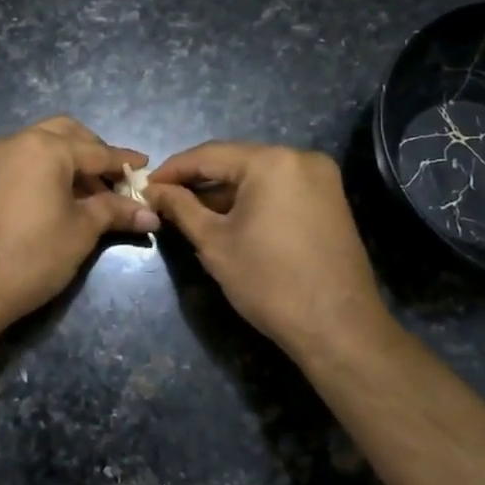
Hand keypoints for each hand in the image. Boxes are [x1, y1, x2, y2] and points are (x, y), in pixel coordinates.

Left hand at [0, 117, 158, 328]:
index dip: (123, 161)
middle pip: (66, 133)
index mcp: (45, 148)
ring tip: (90, 193)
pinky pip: (22, 160)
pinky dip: (45, 168)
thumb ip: (115, 211)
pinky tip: (59, 197)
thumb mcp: (82, 231)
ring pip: (41, 144)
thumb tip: (150, 213)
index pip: (96, 151)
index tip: (146, 166)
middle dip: (93, 151)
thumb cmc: (33, 255)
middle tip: (113, 179)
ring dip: (69, 159)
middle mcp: (18, 141)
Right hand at [147, 141, 398, 355]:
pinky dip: (251, 200)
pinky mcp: (330, 201)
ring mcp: (321, 179)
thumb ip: (181, 208)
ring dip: (224, 192)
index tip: (145, 186)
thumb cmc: (269, 282)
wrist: (339, 329)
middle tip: (165, 200)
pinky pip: (279, 189)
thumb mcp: (214, 243)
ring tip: (190, 213)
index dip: (172, 170)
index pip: (208, 155)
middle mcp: (300, 158)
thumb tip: (154, 190)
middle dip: (198, 181)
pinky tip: (228, 220)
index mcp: (271, 161)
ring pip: (258, 176)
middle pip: (235, 162)